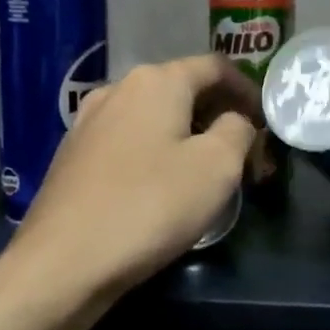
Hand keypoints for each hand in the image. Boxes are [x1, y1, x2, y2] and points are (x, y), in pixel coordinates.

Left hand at [0, 55, 257, 308]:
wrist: (62, 262)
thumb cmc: (150, 206)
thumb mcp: (218, 167)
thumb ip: (238, 130)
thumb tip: (235, 121)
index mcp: (157, 81)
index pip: (215, 67)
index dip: (248, 90)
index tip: (267, 122)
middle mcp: (118, 89)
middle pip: (183, 89)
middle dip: (219, 115)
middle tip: (245, 152)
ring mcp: (89, 122)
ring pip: (154, 116)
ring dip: (188, 134)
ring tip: (207, 170)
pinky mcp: (73, 156)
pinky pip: (129, 140)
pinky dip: (157, 151)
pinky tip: (163, 185)